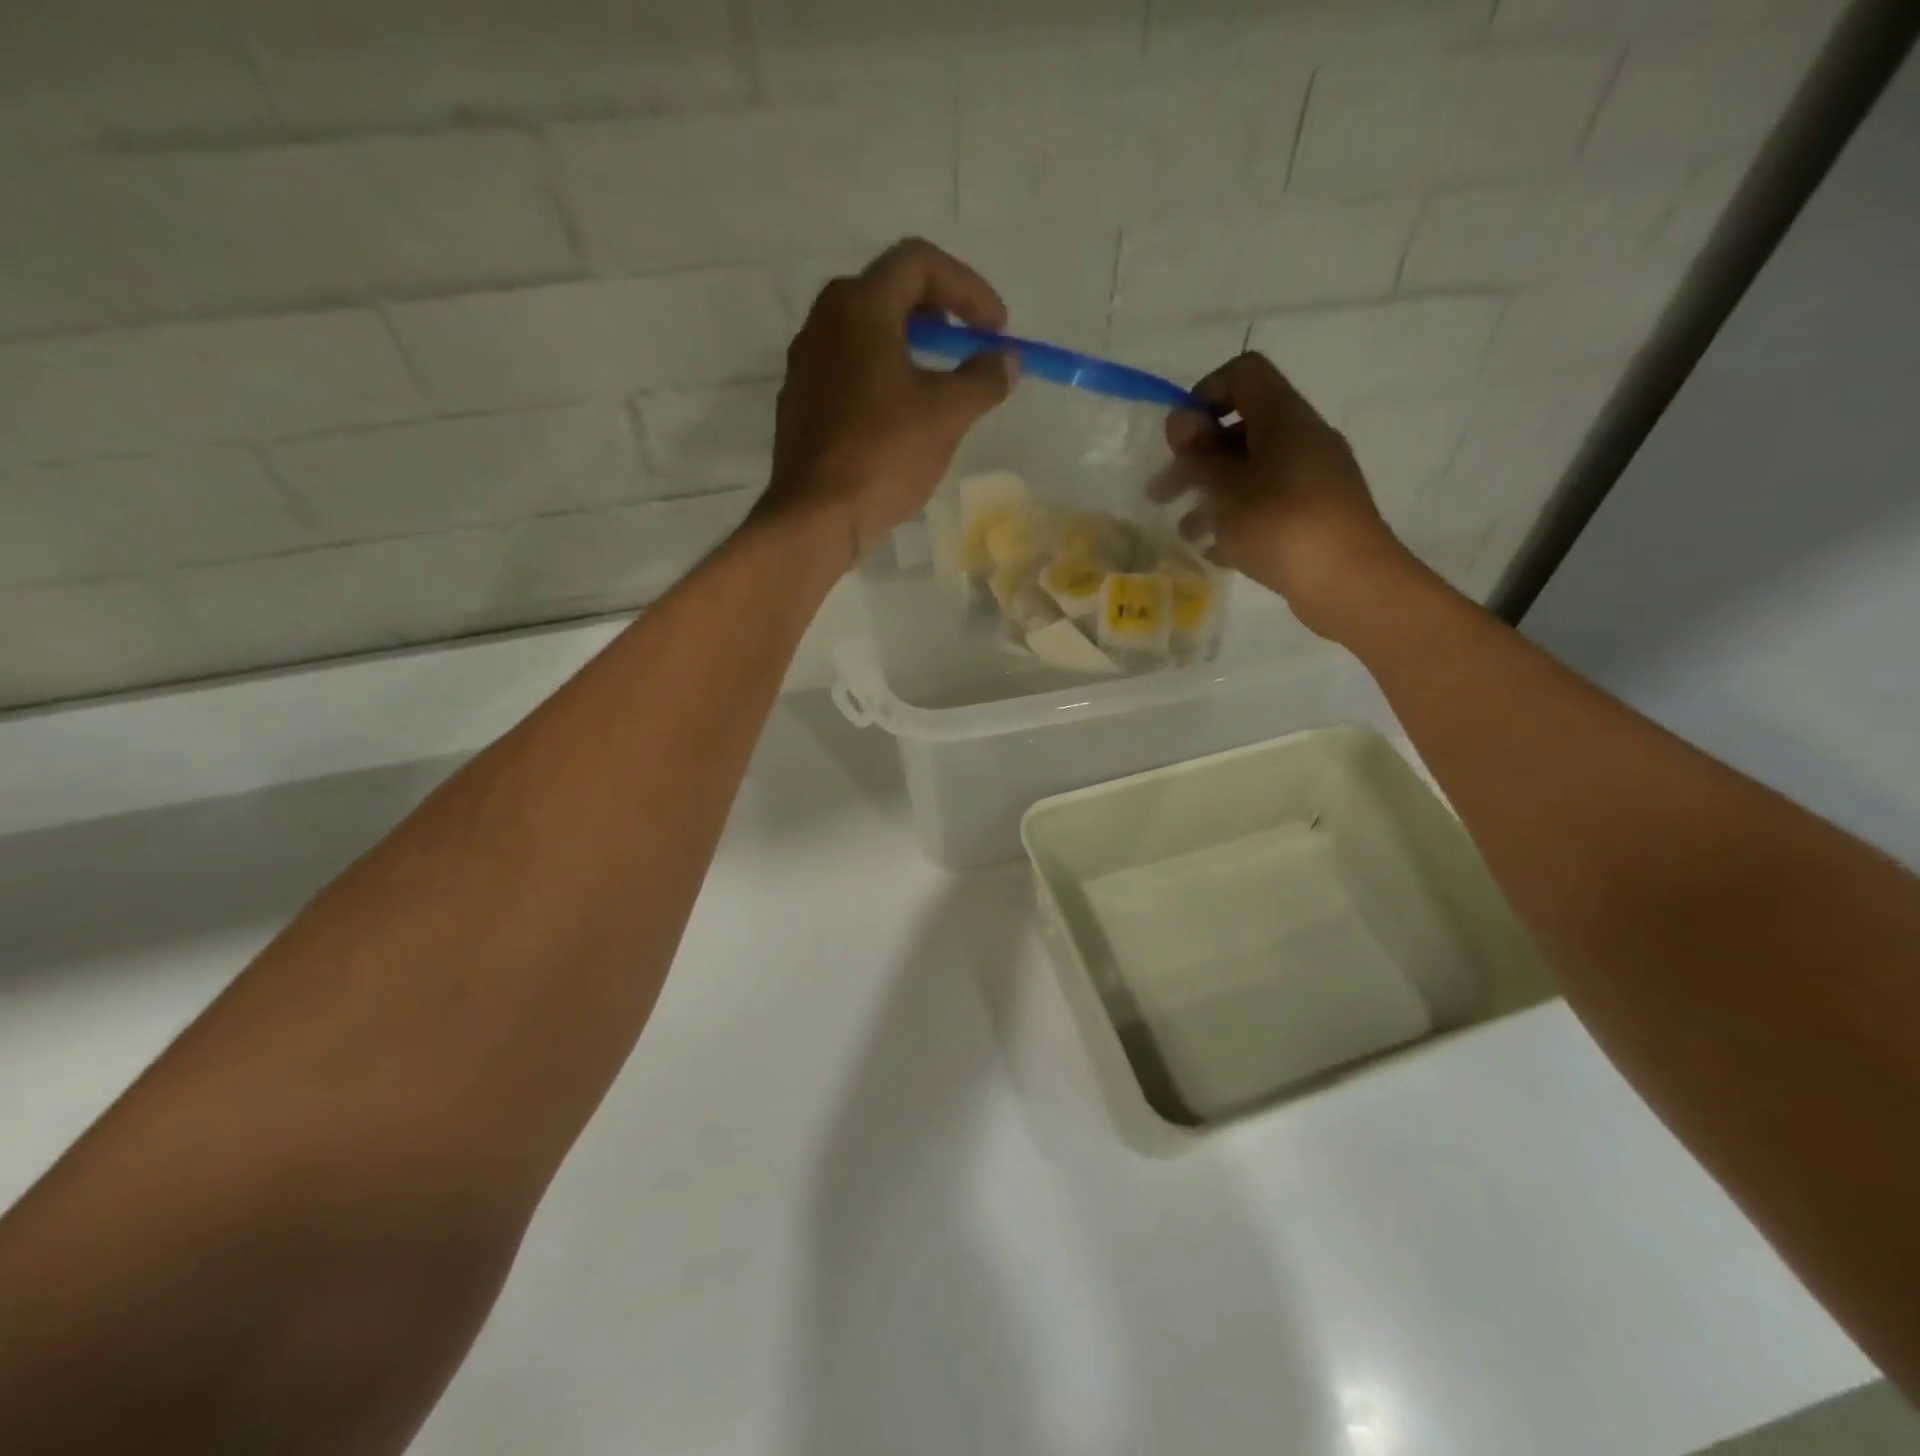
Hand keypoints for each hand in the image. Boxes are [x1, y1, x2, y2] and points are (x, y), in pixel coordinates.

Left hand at [759, 238, 1015, 562]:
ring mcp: (805, 364)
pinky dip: (880, 376)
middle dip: (937, 313)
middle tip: (966, 348)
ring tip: (938, 385)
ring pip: (864, 333)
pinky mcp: (799, 403)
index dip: (967, 288)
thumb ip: (983, 379)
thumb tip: (1006, 360)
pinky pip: (847, 370)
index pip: (919, 262)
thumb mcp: (948, 414)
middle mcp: (824, 321)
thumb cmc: (885, 454)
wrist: (816, 516)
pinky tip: (899, 417)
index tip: (995, 330)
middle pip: (887, 291)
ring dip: (908, 346)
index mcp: (860, 306)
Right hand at [1158, 352, 1417, 641]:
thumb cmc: (1280, 523)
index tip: (1179, 438)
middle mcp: (1302, 439)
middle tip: (1160, 494)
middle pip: (1241, 431)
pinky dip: (1238, 521)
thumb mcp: (1226, 487)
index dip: (1205, 394)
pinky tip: (1215, 552)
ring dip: (1212, 496)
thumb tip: (1181, 419)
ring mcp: (1313, 479)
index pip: (1245, 374)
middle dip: (1196, 460)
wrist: (1348, 581)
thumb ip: (1199, 452)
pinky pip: (1269, 506)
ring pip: (1252, 473)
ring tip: (1185, 533)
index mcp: (1284, 418)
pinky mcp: (1316, 516)